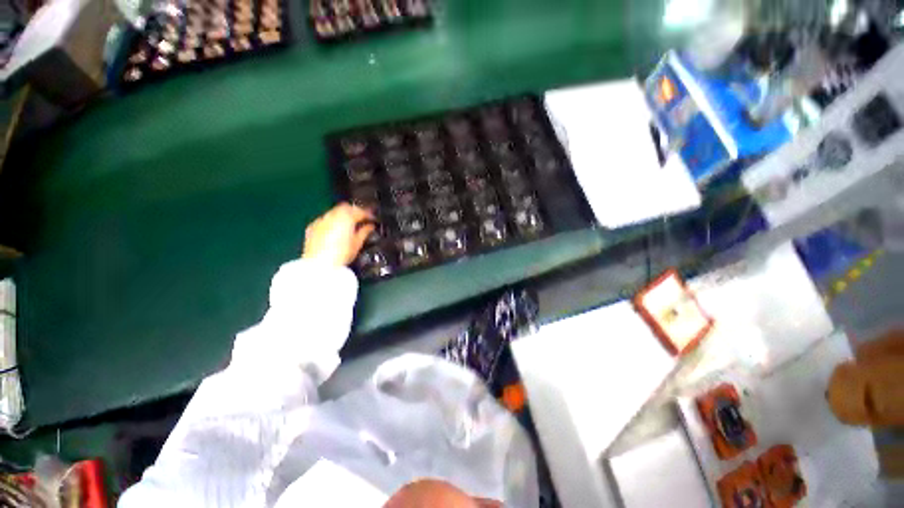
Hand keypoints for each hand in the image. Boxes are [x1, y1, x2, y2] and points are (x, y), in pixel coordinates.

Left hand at [303, 203, 374, 266]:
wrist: (319, 265)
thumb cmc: (342, 255)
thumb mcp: (357, 244)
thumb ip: (365, 231)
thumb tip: (370, 226)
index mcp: (346, 218)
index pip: (360, 211)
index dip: (368, 214)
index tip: (373, 218)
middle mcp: (332, 215)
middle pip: (346, 207)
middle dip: (355, 211)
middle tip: (362, 219)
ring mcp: (321, 220)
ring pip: (335, 212)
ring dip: (343, 215)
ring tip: (350, 224)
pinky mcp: (312, 227)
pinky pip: (325, 219)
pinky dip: (332, 221)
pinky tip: (335, 230)